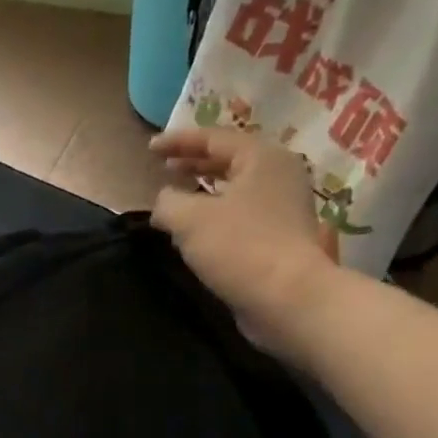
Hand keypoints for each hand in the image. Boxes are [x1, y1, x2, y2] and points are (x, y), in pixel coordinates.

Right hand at [150, 129, 345, 358]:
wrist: (288, 299)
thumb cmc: (239, 247)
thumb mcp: (187, 218)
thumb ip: (167, 201)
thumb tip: (164, 202)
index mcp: (262, 157)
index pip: (214, 138)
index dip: (178, 141)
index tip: (149, 149)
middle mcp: (279, 175)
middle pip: (230, 160)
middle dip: (194, 162)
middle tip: (164, 167)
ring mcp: (284, 207)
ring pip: (236, 188)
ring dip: (204, 190)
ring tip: (177, 196)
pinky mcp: (281, 237)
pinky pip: (242, 213)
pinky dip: (216, 213)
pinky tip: (197, 229)